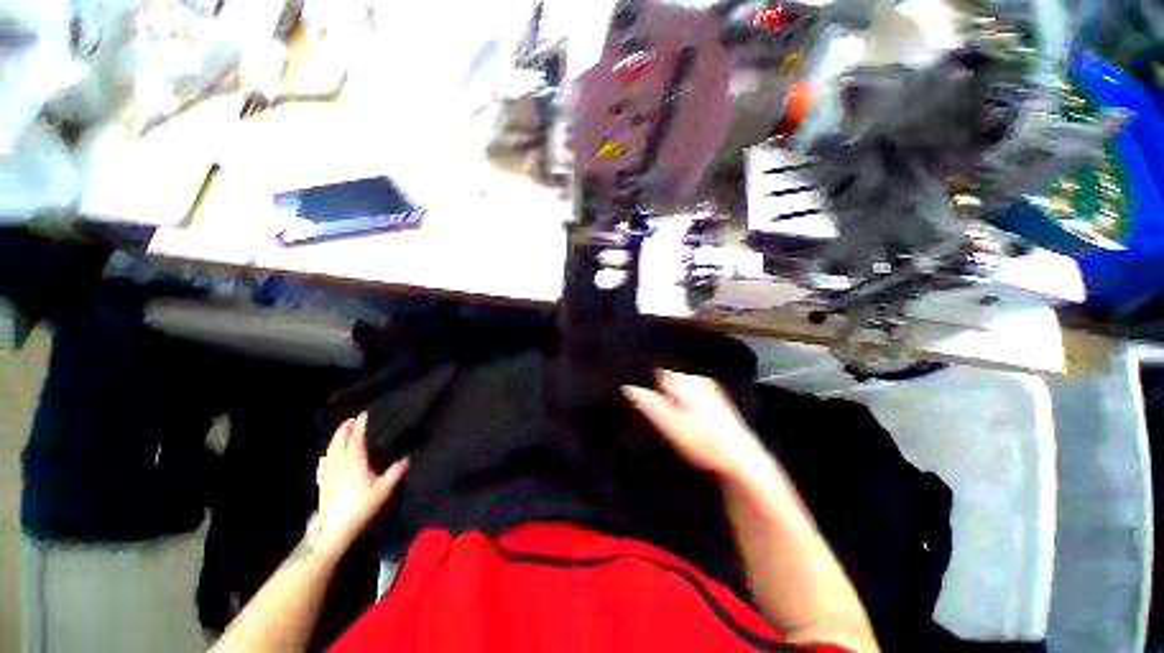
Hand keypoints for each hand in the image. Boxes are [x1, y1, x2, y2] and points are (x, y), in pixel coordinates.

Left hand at [312, 413, 407, 557]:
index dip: (360, 425)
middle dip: (345, 428)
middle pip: (339, 440)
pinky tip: (325, 457)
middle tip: (352, 419)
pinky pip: (323, 464)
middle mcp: (339, 463)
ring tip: (342, 434)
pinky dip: (326, 456)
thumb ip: (394, 473)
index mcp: (354, 461)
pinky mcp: (322, 483)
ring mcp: (328, 473)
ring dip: (335, 439)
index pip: (356, 438)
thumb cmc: (361, 507)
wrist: (334, 529)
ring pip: (330, 450)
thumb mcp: (383, 490)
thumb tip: (406, 459)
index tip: (364, 414)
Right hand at [623, 370, 770, 483]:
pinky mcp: (716, 401)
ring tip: (677, 424)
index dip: (648, 390)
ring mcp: (709, 389)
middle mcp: (699, 381)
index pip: (657, 375)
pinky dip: (685, 406)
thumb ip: (649, 405)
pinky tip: (690, 424)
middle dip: (661, 395)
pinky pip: (691, 396)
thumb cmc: (706, 445)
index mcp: (687, 382)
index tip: (647, 408)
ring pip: (680, 389)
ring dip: (673, 402)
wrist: (743, 463)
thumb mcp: (672, 427)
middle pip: (669, 381)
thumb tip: (628, 388)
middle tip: (661, 418)